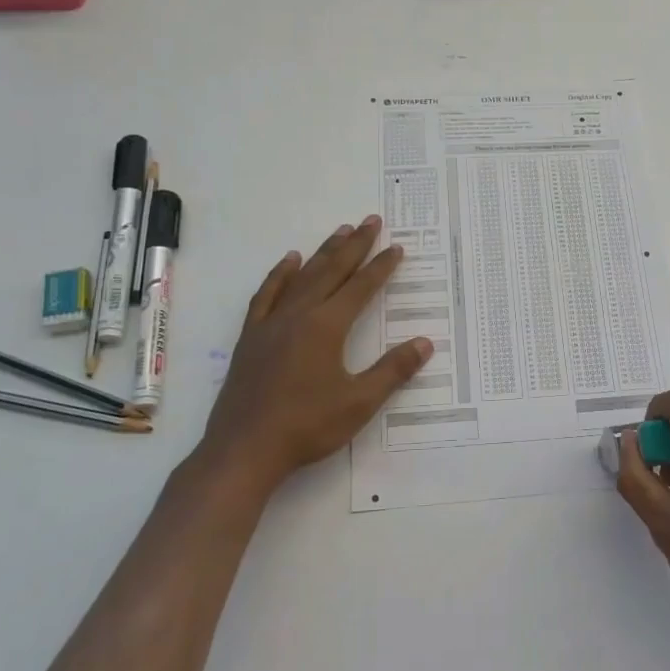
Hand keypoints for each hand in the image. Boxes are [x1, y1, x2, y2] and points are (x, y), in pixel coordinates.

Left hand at [194, 216, 431, 496]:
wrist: (244, 449)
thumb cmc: (306, 427)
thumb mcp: (359, 403)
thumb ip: (392, 370)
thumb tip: (425, 343)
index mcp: (326, 327)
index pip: (360, 288)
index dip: (381, 267)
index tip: (396, 248)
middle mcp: (298, 315)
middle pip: (331, 271)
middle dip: (354, 245)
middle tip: (371, 221)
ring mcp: (271, 323)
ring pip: (302, 277)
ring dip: (323, 252)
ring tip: (339, 231)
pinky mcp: (251, 337)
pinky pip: (267, 295)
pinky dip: (279, 275)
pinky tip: (289, 262)